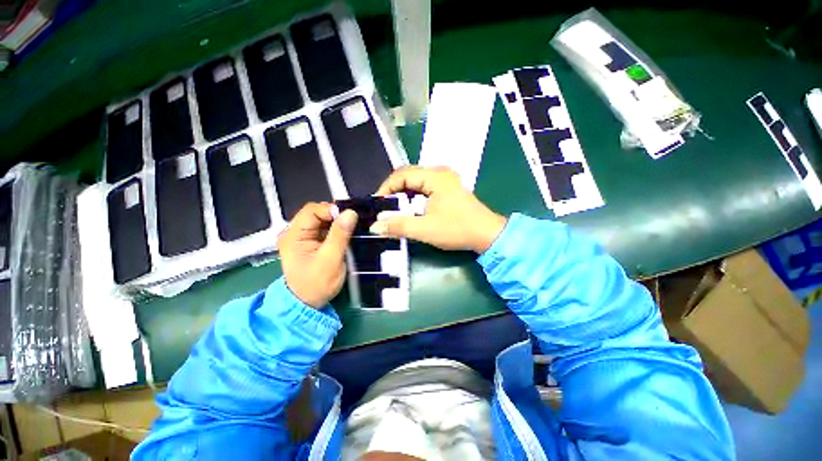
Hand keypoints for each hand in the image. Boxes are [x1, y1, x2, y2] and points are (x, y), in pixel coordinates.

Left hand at [278, 203, 357, 307]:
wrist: (306, 305)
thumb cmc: (316, 285)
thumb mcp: (331, 260)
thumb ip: (340, 235)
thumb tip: (350, 213)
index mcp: (293, 235)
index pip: (312, 210)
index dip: (331, 210)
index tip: (349, 218)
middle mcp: (291, 233)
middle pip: (314, 213)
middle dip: (333, 216)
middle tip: (351, 223)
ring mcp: (297, 238)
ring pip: (318, 221)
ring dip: (333, 223)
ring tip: (348, 229)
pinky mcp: (304, 244)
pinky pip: (318, 230)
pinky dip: (330, 231)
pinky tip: (341, 236)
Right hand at [371, 166, 506, 252]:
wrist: (488, 235)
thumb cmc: (457, 229)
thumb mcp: (425, 229)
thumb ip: (398, 225)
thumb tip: (375, 226)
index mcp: (435, 177)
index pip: (401, 175)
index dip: (386, 188)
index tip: (377, 205)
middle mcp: (440, 172)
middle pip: (408, 175)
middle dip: (393, 191)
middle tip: (383, 209)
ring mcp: (447, 179)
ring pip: (417, 181)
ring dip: (404, 194)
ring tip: (394, 211)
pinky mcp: (450, 188)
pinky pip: (425, 186)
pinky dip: (415, 196)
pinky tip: (411, 210)